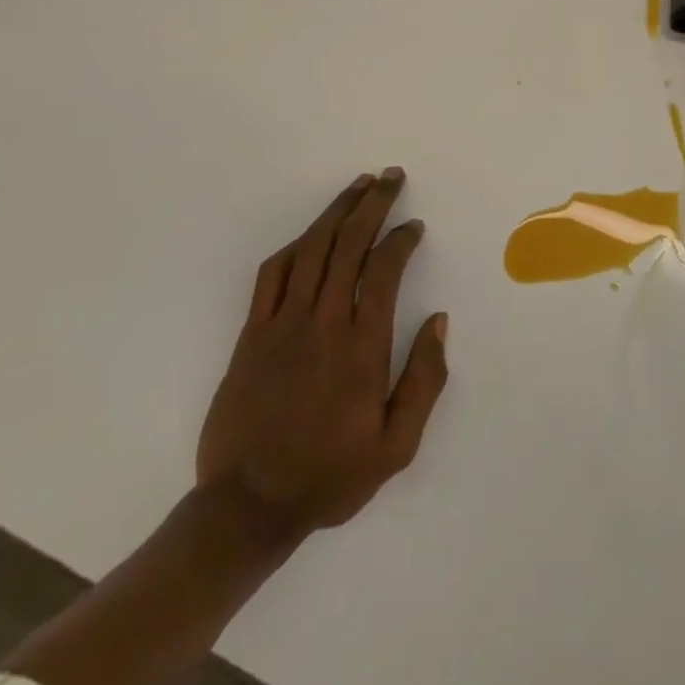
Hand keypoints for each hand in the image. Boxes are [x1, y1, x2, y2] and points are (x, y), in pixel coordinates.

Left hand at [196, 167, 448, 543]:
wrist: (246, 508)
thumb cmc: (329, 475)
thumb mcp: (396, 446)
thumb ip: (425, 380)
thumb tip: (438, 321)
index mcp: (362, 346)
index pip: (384, 270)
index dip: (401, 239)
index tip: (414, 226)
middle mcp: (323, 323)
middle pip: (349, 244)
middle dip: (373, 203)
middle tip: (390, 176)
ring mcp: (282, 325)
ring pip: (312, 249)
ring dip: (337, 211)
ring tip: (357, 186)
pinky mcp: (251, 334)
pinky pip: (272, 275)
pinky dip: (294, 246)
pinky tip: (310, 234)